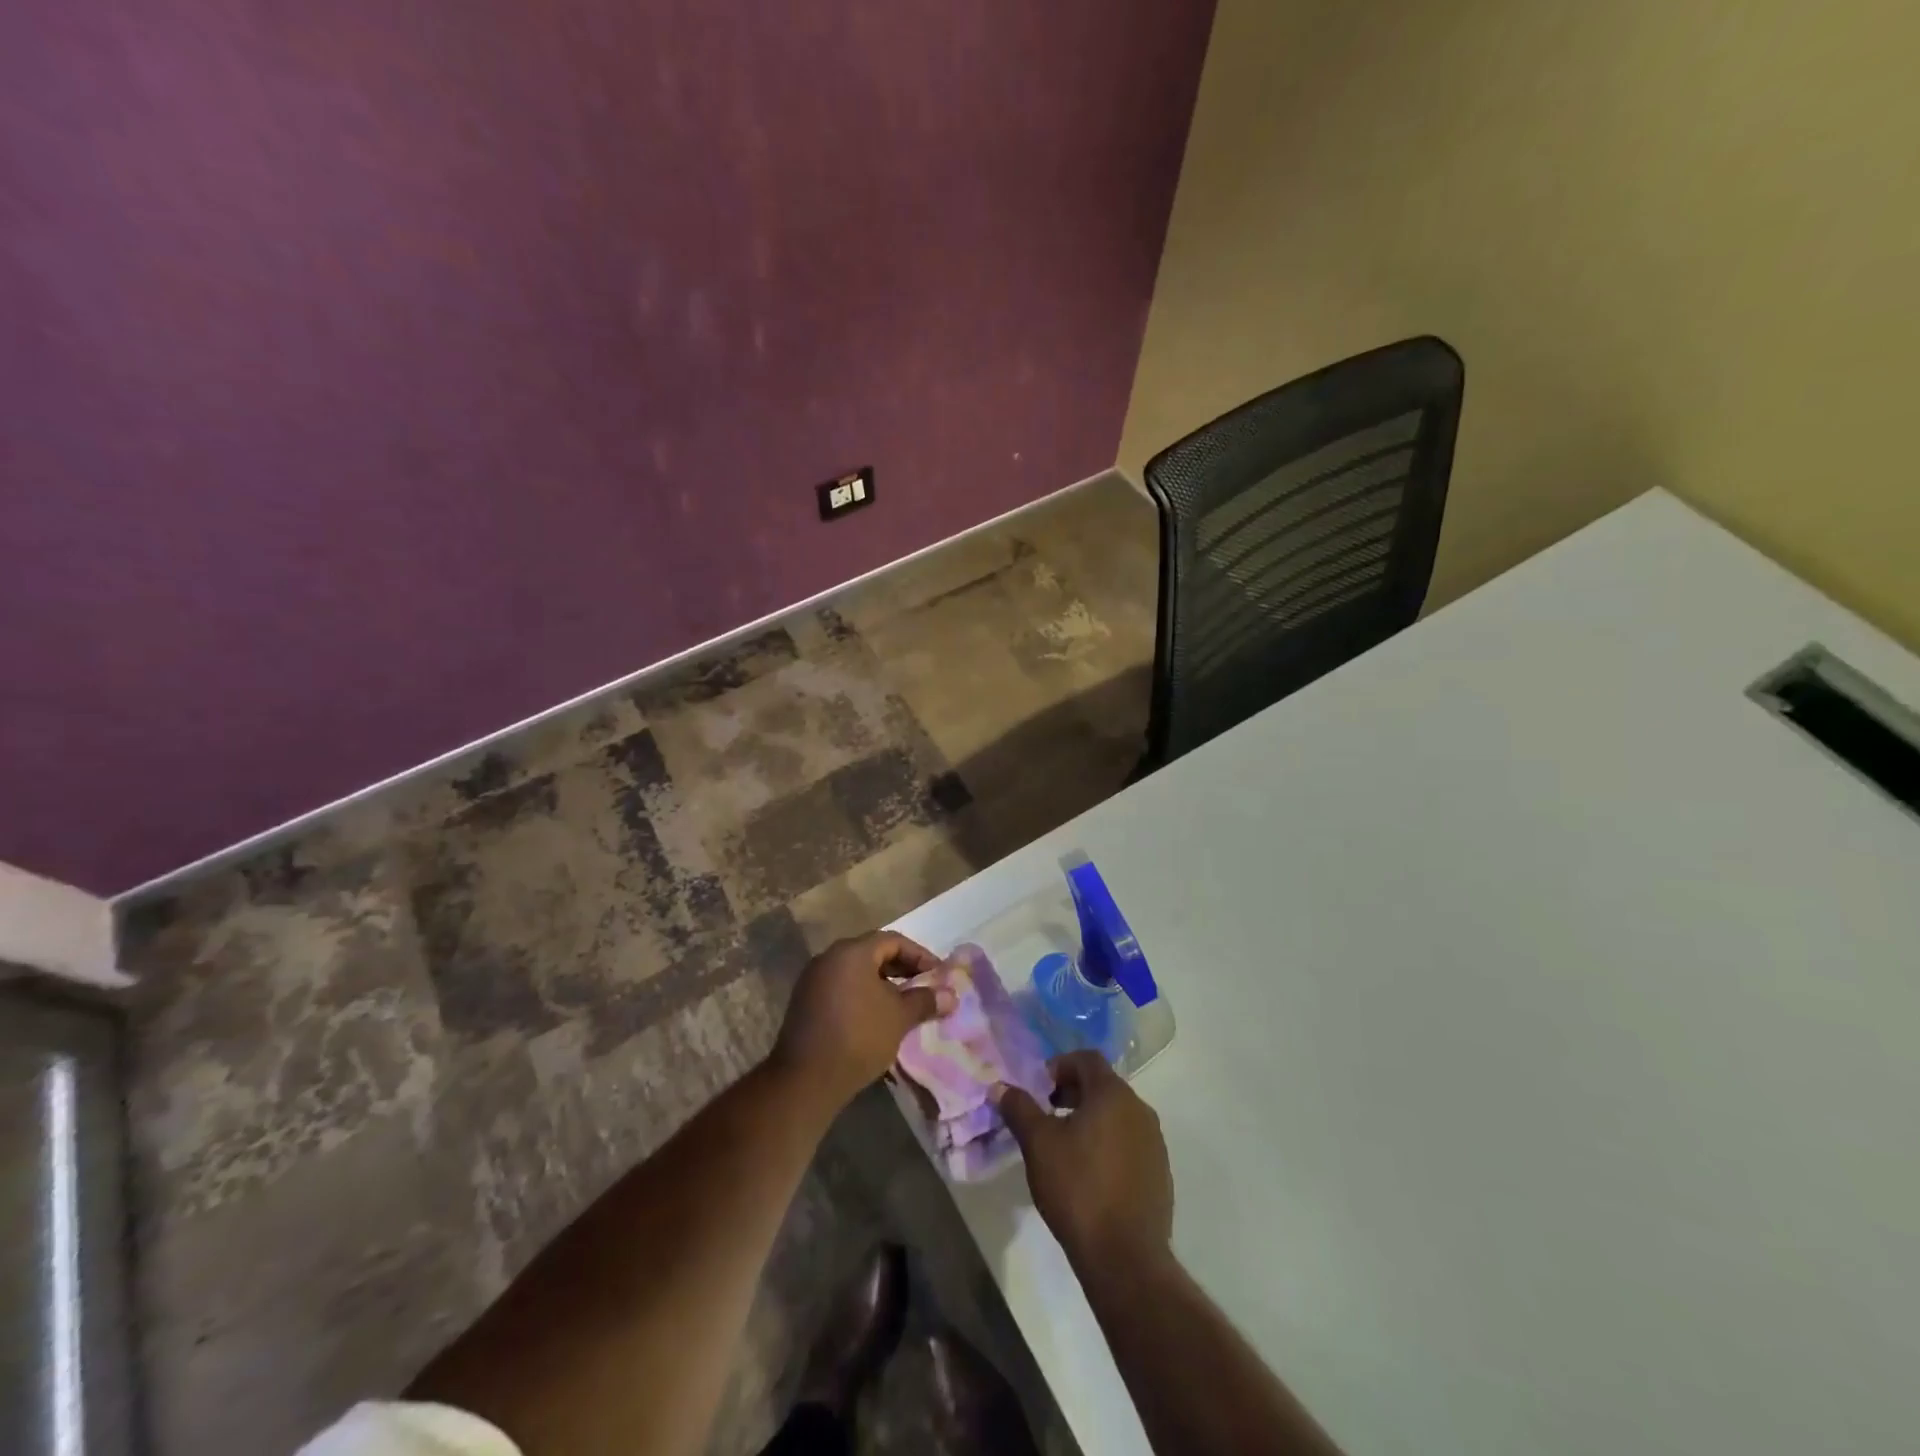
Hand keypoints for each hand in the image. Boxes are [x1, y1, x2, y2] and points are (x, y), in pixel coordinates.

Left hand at [770, 931, 952, 1111]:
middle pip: (872, 953)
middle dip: (901, 968)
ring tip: (903, 1003)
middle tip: (923, 986)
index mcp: (852, 952)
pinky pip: (841, 987)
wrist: (806, 1079)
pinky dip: (862, 994)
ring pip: (856, 971)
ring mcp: (813, 980)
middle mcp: (829, 958)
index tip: (937, 974)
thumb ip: (924, 1001)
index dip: (919, 955)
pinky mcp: (805, 1002)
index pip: (892, 940)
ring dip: (881, 983)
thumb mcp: (899, 1017)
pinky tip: (876, 1016)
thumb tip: (950, 996)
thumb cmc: (859, 1037)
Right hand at [995, 1050, 1173, 1267]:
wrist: (1126, 1259)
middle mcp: (1140, 1110)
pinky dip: (1108, 1145)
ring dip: (1090, 1120)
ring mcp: (1154, 1143)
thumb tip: (1001, 1087)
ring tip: (1065, 1147)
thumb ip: (1019, 1108)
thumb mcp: (1038, 1145)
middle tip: (1046, 1116)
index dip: (1059, 1066)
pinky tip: (1089, 1176)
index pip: (1087, 1059)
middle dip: (1072, 1093)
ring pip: (1117, 1115)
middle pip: (1103, 1086)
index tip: (1039, 1090)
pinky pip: (1129, 1143)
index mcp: (1113, 1095)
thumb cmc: (1078, 1189)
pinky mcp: (1160, 1173)